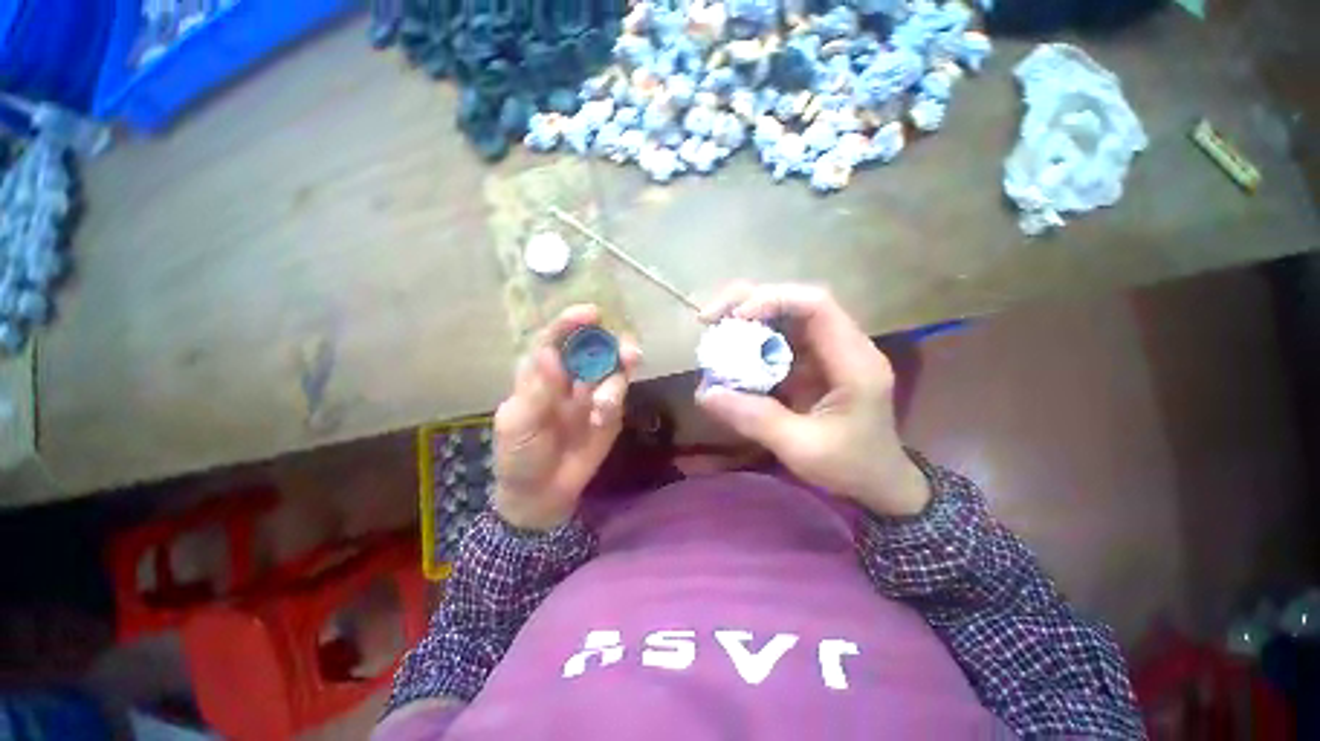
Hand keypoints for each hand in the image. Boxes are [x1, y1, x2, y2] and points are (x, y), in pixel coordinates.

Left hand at [492, 305, 641, 530]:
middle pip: (593, 346)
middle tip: (627, 353)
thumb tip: (550, 353)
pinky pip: (619, 393)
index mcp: (540, 373)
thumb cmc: (520, 456)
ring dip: (618, 375)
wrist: (542, 494)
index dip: (570, 323)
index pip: (555, 338)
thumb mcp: (518, 425)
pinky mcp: (610, 410)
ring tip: (602, 407)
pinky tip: (601, 418)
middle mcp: (570, 375)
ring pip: (613, 366)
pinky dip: (615, 399)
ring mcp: (593, 391)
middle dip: (611, 343)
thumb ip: (536, 391)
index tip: (592, 314)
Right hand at [695, 283, 929, 516]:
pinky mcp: (816, 362)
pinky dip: (753, 340)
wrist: (879, 483)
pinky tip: (730, 352)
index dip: (773, 300)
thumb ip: (755, 419)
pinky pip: (781, 339)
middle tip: (709, 318)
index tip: (735, 318)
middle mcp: (844, 346)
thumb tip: (704, 393)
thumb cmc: (850, 467)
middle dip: (750, 302)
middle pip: (797, 302)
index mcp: (854, 362)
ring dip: (748, 319)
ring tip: (713, 330)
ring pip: (786, 317)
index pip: (817, 306)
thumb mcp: (801, 448)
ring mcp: (830, 352)